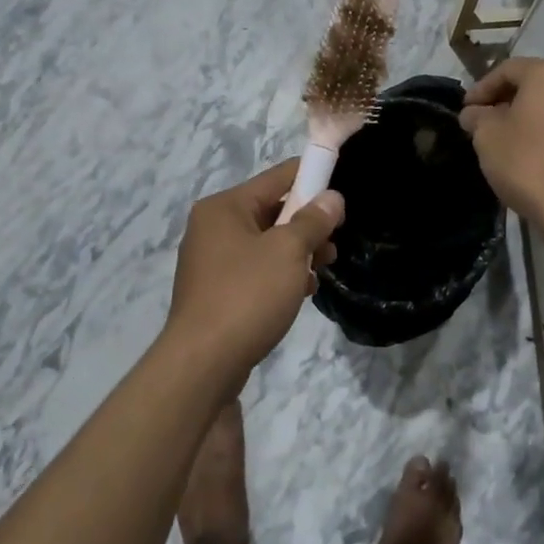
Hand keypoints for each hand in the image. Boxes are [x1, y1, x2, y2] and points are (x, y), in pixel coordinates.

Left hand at [165, 159, 344, 374]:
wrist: (202, 365)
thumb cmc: (247, 296)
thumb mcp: (288, 251)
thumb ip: (313, 220)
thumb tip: (332, 197)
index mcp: (224, 207)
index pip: (277, 177)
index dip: (312, 178)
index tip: (341, 192)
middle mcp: (213, 228)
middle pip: (271, 211)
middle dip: (307, 224)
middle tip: (334, 243)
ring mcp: (212, 262)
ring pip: (266, 243)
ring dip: (298, 252)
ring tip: (323, 270)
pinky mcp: (216, 292)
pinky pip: (256, 270)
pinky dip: (281, 275)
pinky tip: (301, 291)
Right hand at [459, 58, 543, 224]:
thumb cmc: (527, 161)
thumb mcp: (487, 136)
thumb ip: (477, 117)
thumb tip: (475, 113)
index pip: (507, 70)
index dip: (481, 88)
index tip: (465, 110)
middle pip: (533, 87)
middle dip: (504, 103)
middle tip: (482, 125)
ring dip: (526, 121)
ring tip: (505, 144)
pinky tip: (531, 161)